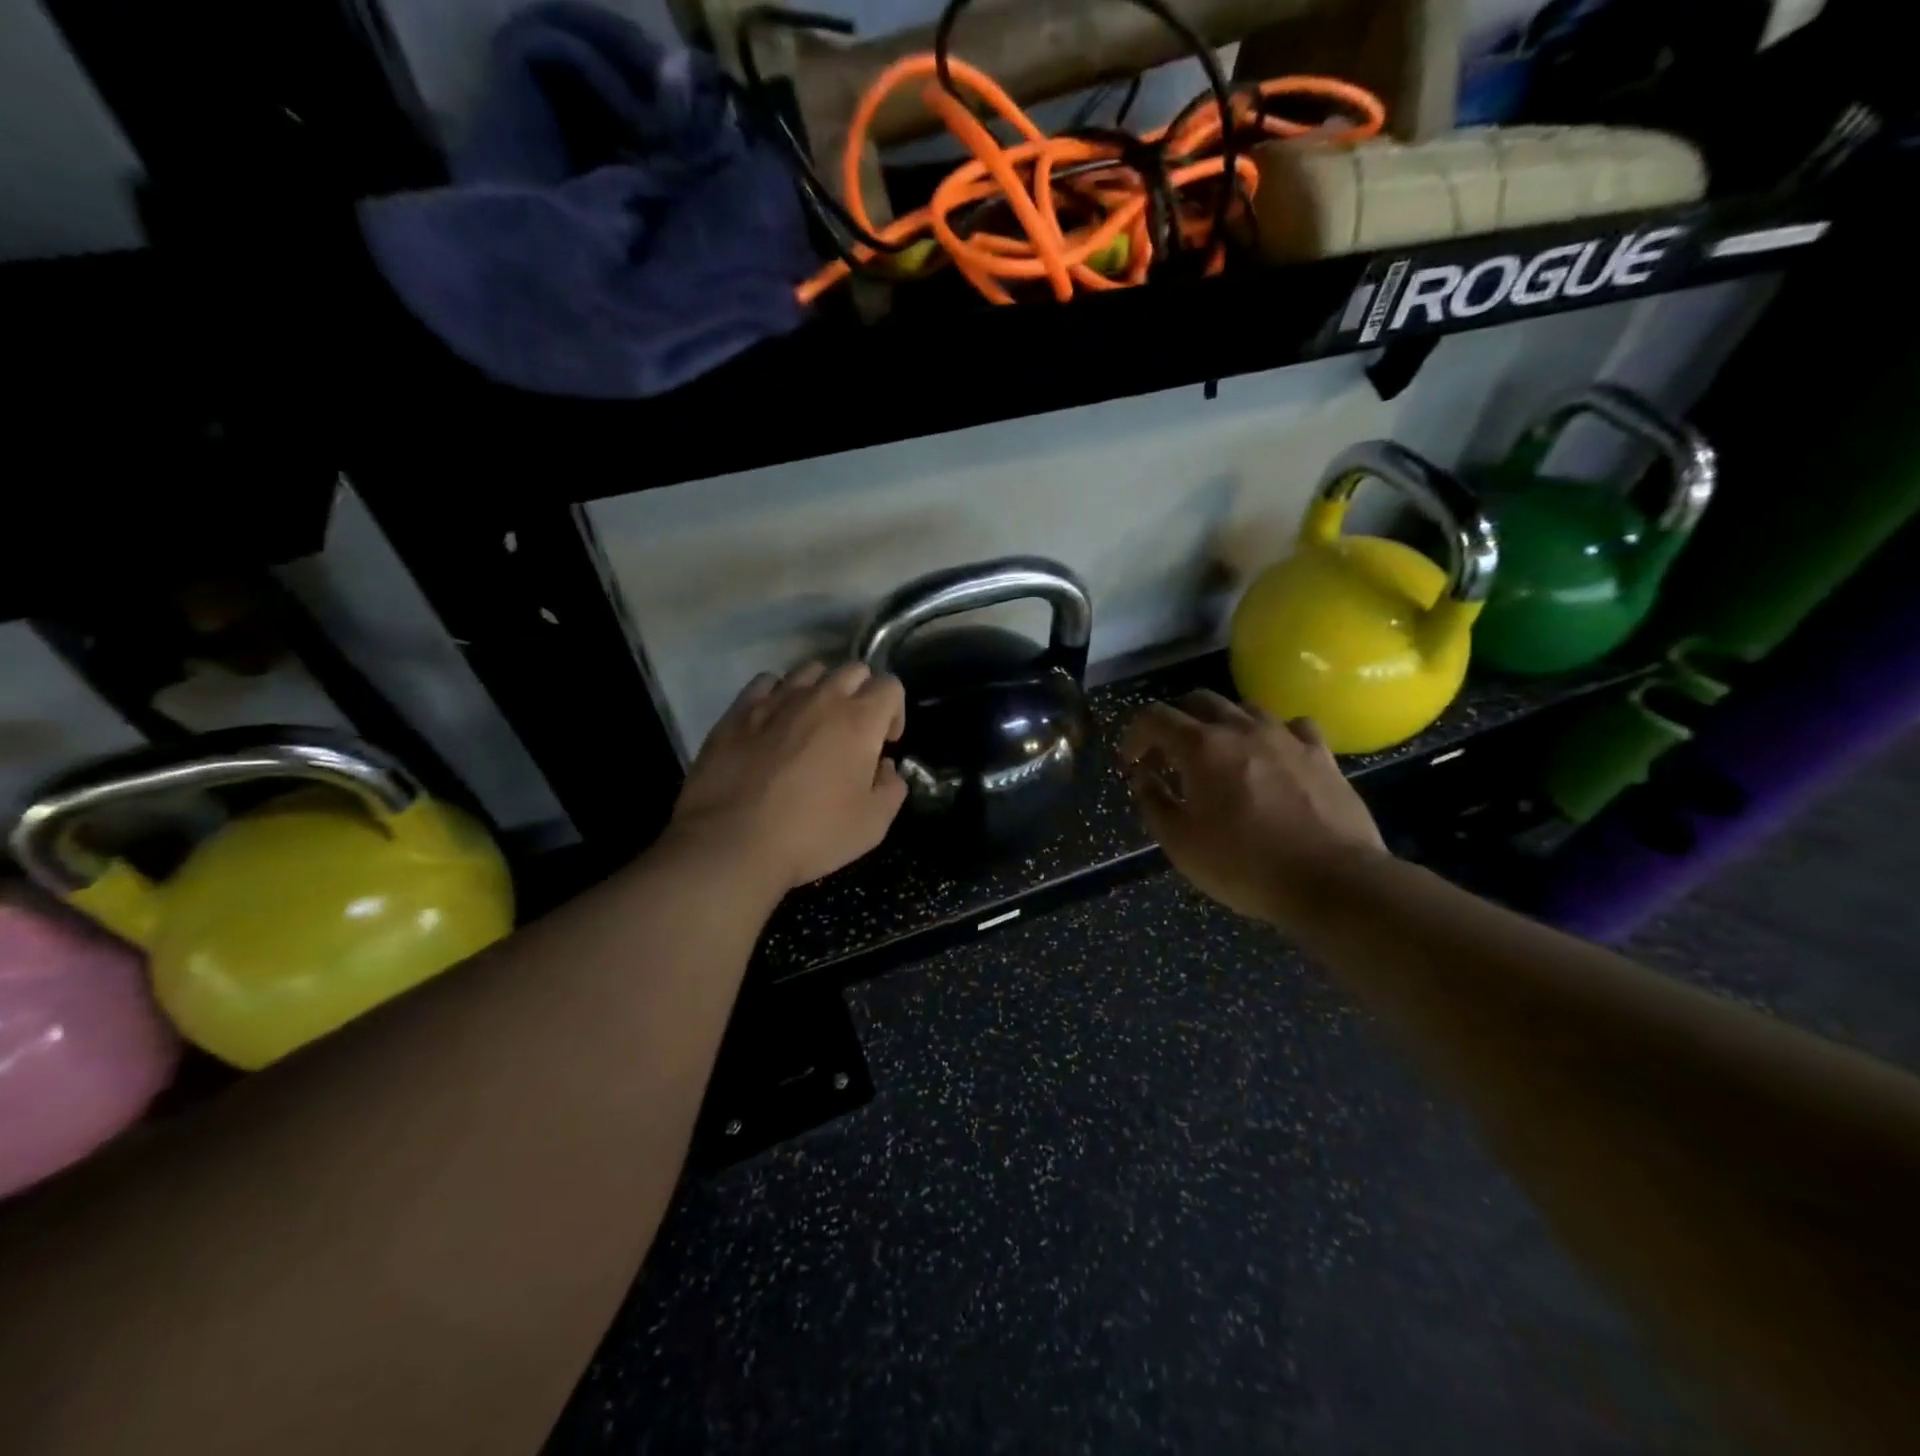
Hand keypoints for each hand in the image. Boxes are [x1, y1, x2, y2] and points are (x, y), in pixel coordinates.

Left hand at [667, 662, 907, 894]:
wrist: (732, 843)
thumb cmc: (812, 835)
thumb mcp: (873, 825)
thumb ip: (892, 788)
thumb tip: (884, 767)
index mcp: (859, 721)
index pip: (890, 686)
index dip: (895, 712)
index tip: (885, 744)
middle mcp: (821, 698)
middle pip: (853, 670)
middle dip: (862, 694)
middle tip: (854, 732)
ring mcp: (777, 699)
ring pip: (810, 670)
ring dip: (822, 689)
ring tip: (814, 722)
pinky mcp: (739, 710)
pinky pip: (768, 682)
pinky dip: (779, 694)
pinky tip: (775, 721)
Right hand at [1120, 690, 1386, 926]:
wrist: (1331, 880)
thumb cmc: (1244, 865)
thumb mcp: (1180, 844)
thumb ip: (1154, 803)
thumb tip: (1144, 778)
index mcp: (1201, 747)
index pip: (1154, 718)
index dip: (1134, 735)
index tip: (1130, 762)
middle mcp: (1241, 728)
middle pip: (1198, 700)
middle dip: (1175, 722)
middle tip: (1168, 756)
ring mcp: (1285, 736)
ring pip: (1244, 707)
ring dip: (1222, 723)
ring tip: (1219, 754)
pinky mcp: (1320, 753)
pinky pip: (1291, 726)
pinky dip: (1272, 734)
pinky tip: (1273, 756)